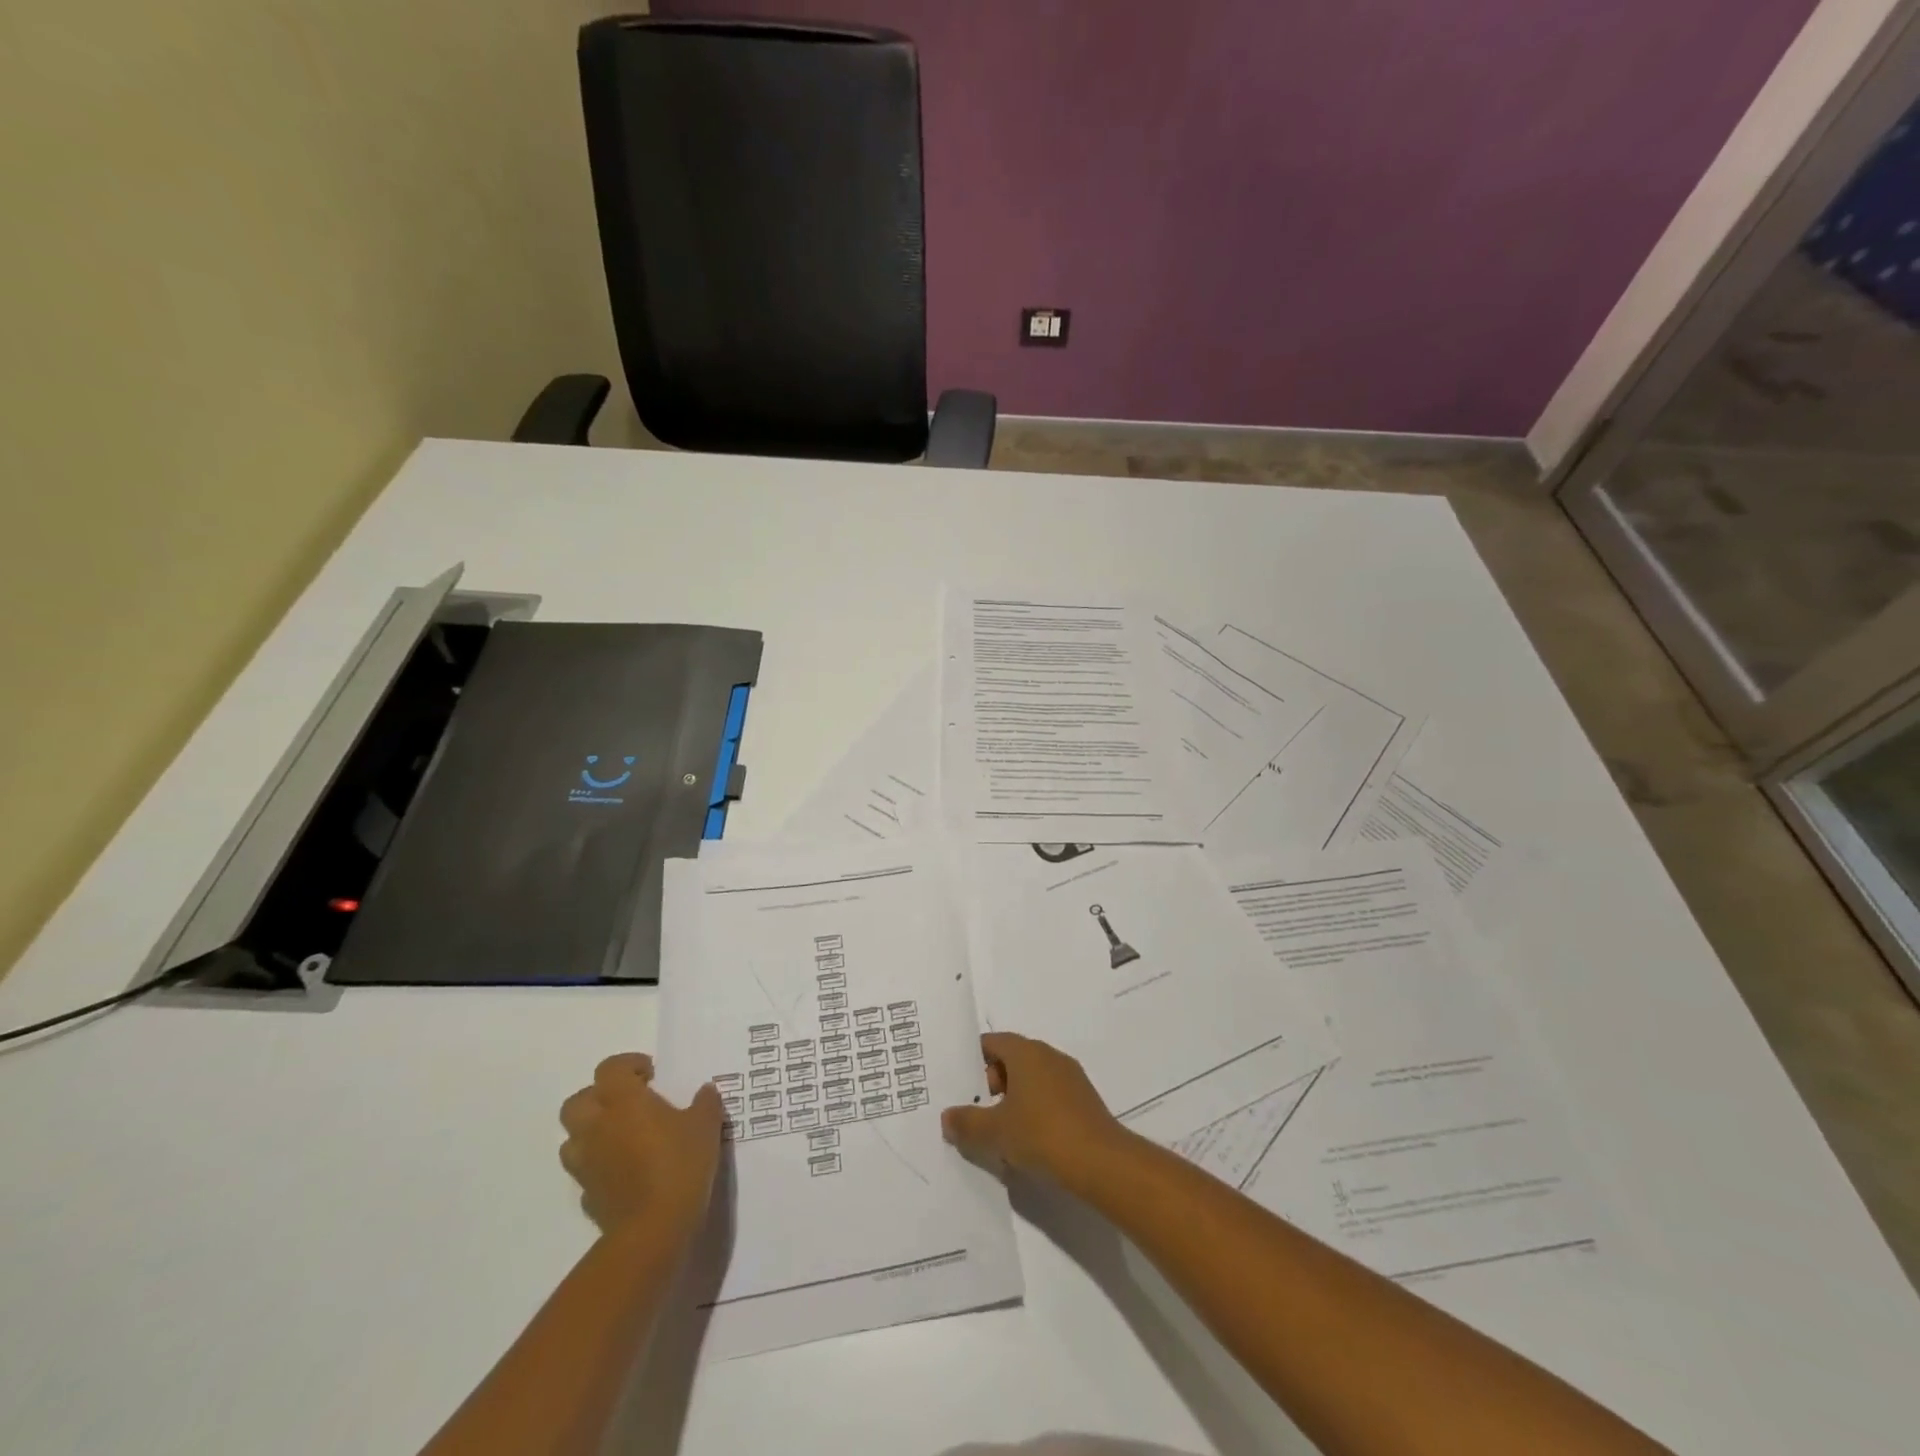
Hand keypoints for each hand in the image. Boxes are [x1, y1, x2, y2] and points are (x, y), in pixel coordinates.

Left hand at [559, 1053, 722, 1237]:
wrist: (653, 1229)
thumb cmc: (680, 1164)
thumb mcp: (706, 1126)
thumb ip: (705, 1103)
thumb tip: (705, 1090)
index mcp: (623, 1101)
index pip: (610, 1068)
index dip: (629, 1065)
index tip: (652, 1074)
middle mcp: (597, 1126)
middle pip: (578, 1100)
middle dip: (599, 1096)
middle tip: (629, 1102)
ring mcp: (586, 1163)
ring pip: (572, 1137)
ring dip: (592, 1131)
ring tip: (622, 1136)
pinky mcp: (586, 1195)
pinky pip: (585, 1170)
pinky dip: (599, 1165)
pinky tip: (623, 1171)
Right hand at [940, 1032, 1132, 1189]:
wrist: (1100, 1162)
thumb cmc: (1041, 1134)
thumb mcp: (995, 1132)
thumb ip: (967, 1122)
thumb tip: (947, 1116)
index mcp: (1026, 1052)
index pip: (993, 1042)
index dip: (974, 1060)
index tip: (961, 1085)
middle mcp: (1049, 1055)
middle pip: (1012, 1059)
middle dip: (992, 1083)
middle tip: (979, 1112)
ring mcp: (1070, 1076)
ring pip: (1032, 1079)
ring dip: (1014, 1099)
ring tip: (1002, 1132)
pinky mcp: (1084, 1100)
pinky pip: (1050, 1095)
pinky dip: (1036, 1110)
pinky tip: (1030, 1141)